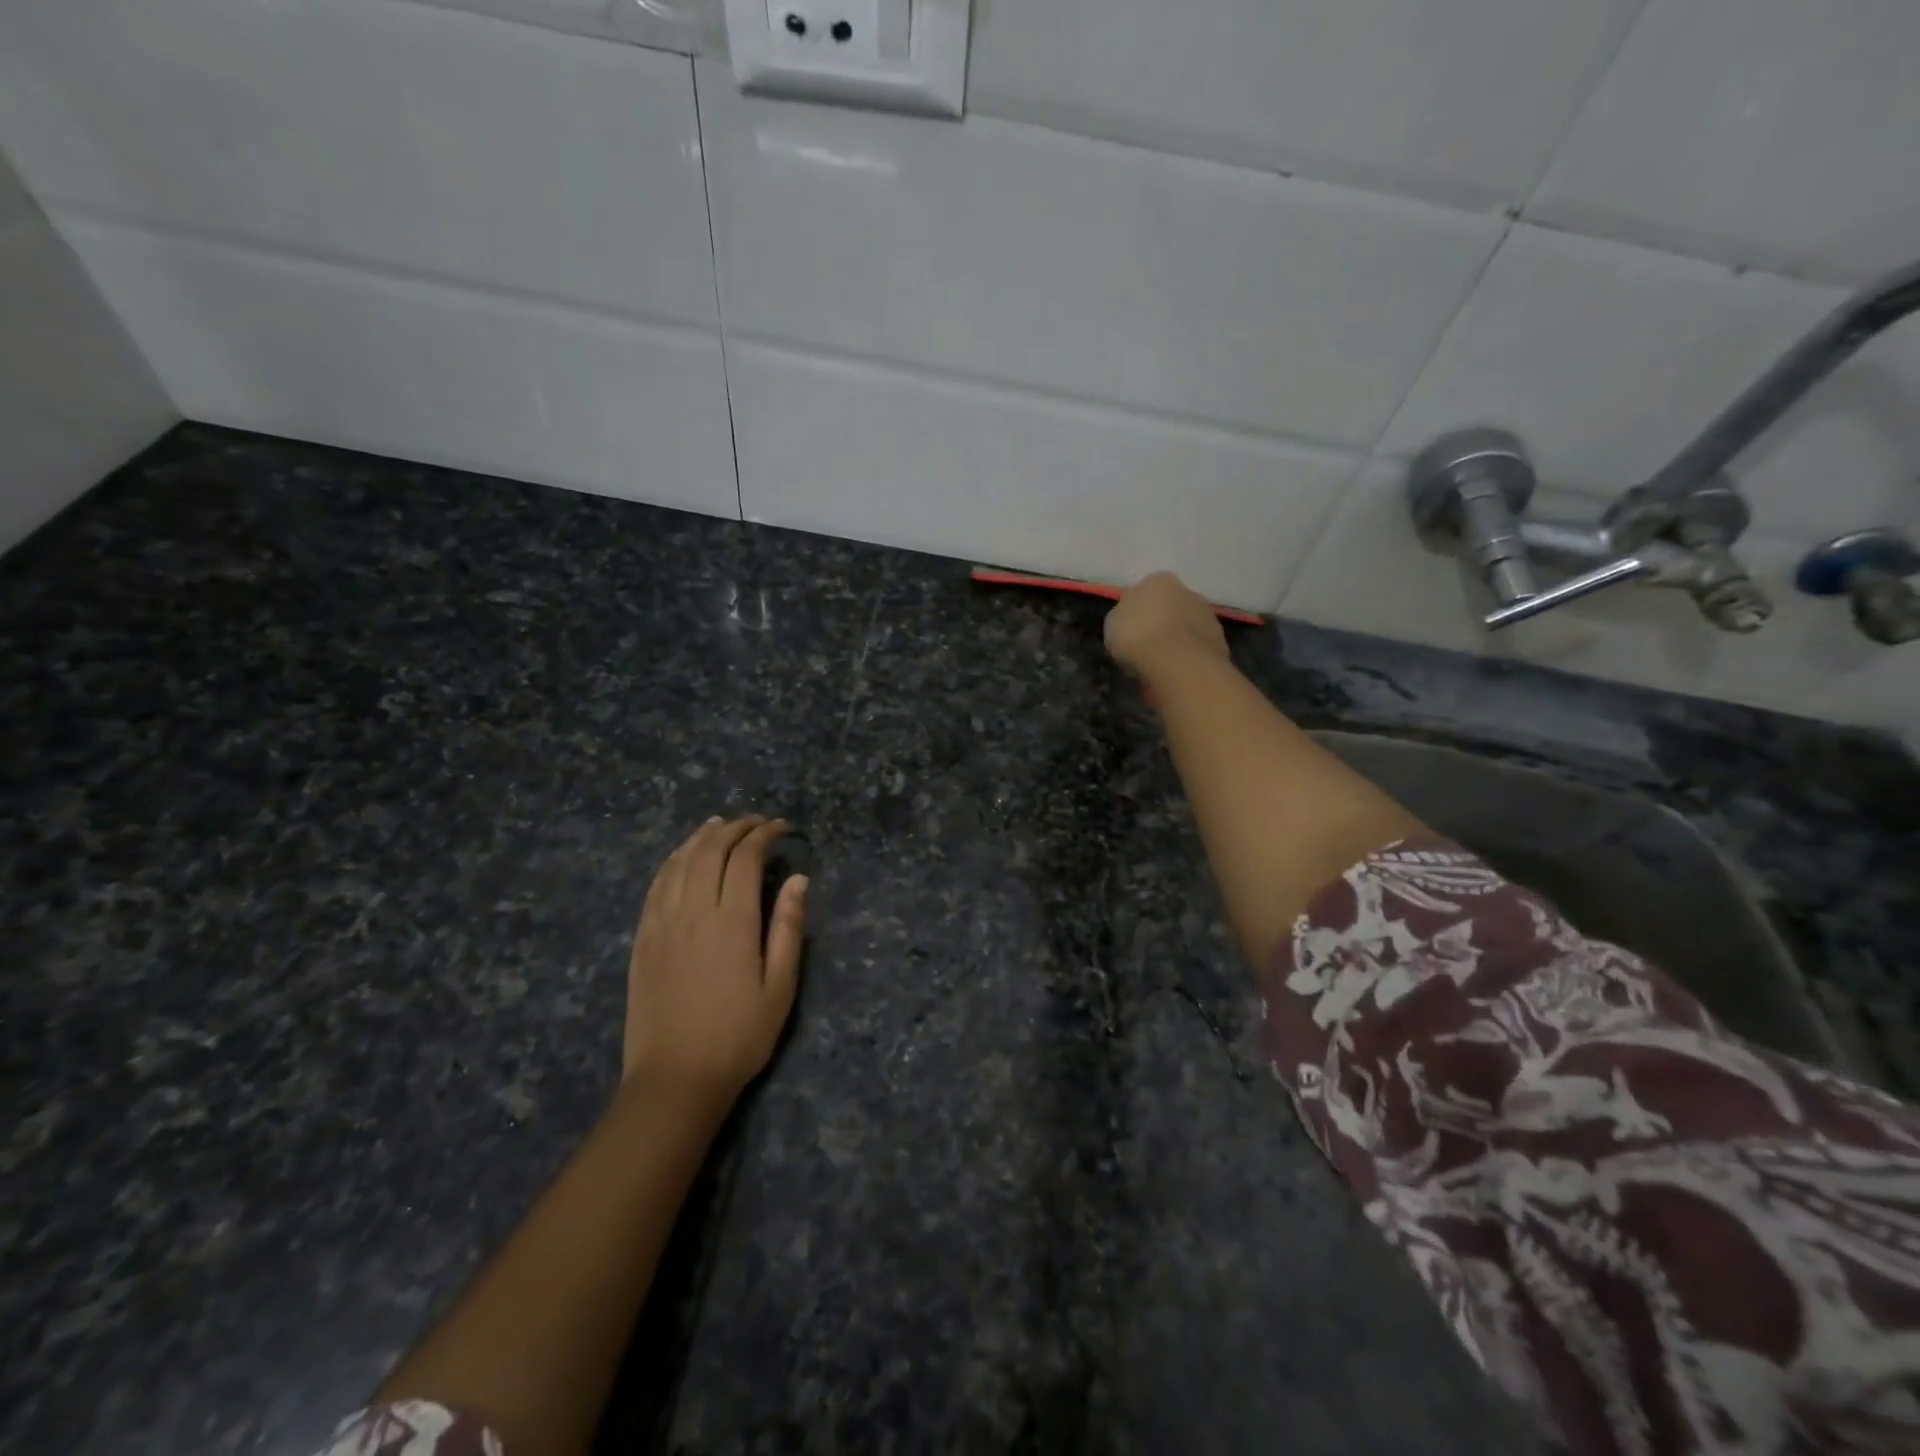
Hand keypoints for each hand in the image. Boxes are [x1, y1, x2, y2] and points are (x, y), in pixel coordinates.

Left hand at [623, 815, 807, 1110]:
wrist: (675, 1079)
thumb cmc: (739, 1036)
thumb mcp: (780, 987)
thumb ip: (788, 928)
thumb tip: (798, 879)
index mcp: (732, 922)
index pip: (745, 858)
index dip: (763, 834)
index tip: (781, 827)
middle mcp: (693, 912)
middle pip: (710, 851)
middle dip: (734, 828)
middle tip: (754, 823)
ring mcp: (661, 924)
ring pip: (679, 862)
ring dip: (700, 837)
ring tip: (719, 825)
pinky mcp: (642, 939)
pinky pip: (655, 886)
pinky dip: (672, 861)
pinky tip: (681, 857)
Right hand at [1104, 571, 1229, 678]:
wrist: (1178, 663)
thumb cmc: (1137, 636)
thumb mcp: (1112, 623)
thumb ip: (1123, 616)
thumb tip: (1131, 619)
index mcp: (1159, 580)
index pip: (1145, 591)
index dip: (1136, 612)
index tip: (1129, 631)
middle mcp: (1188, 591)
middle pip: (1169, 607)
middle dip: (1160, 624)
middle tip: (1145, 647)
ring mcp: (1208, 615)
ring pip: (1185, 627)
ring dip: (1176, 641)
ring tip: (1160, 664)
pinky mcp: (1220, 641)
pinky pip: (1196, 648)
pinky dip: (1187, 657)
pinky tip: (1175, 672)